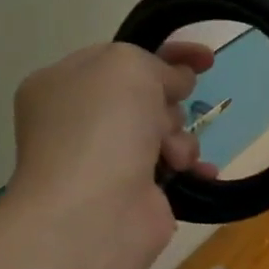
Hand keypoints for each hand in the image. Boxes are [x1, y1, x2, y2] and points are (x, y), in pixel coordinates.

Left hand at [7, 40, 217, 267]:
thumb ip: (156, 63)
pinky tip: (200, 171)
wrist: (93, 215)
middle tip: (163, 118)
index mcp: (62, 84)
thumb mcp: (127, 66)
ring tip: (174, 156)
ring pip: (163, 131)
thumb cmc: (101, 128)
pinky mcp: (132, 194)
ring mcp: (105, 160)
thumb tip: (176, 83)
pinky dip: (191, 167)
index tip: (206, 58)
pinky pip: (172, 167)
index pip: (119, 57)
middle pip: (145, 96)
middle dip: (168, 103)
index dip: (165, 53)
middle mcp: (78, 122)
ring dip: (180, 137)